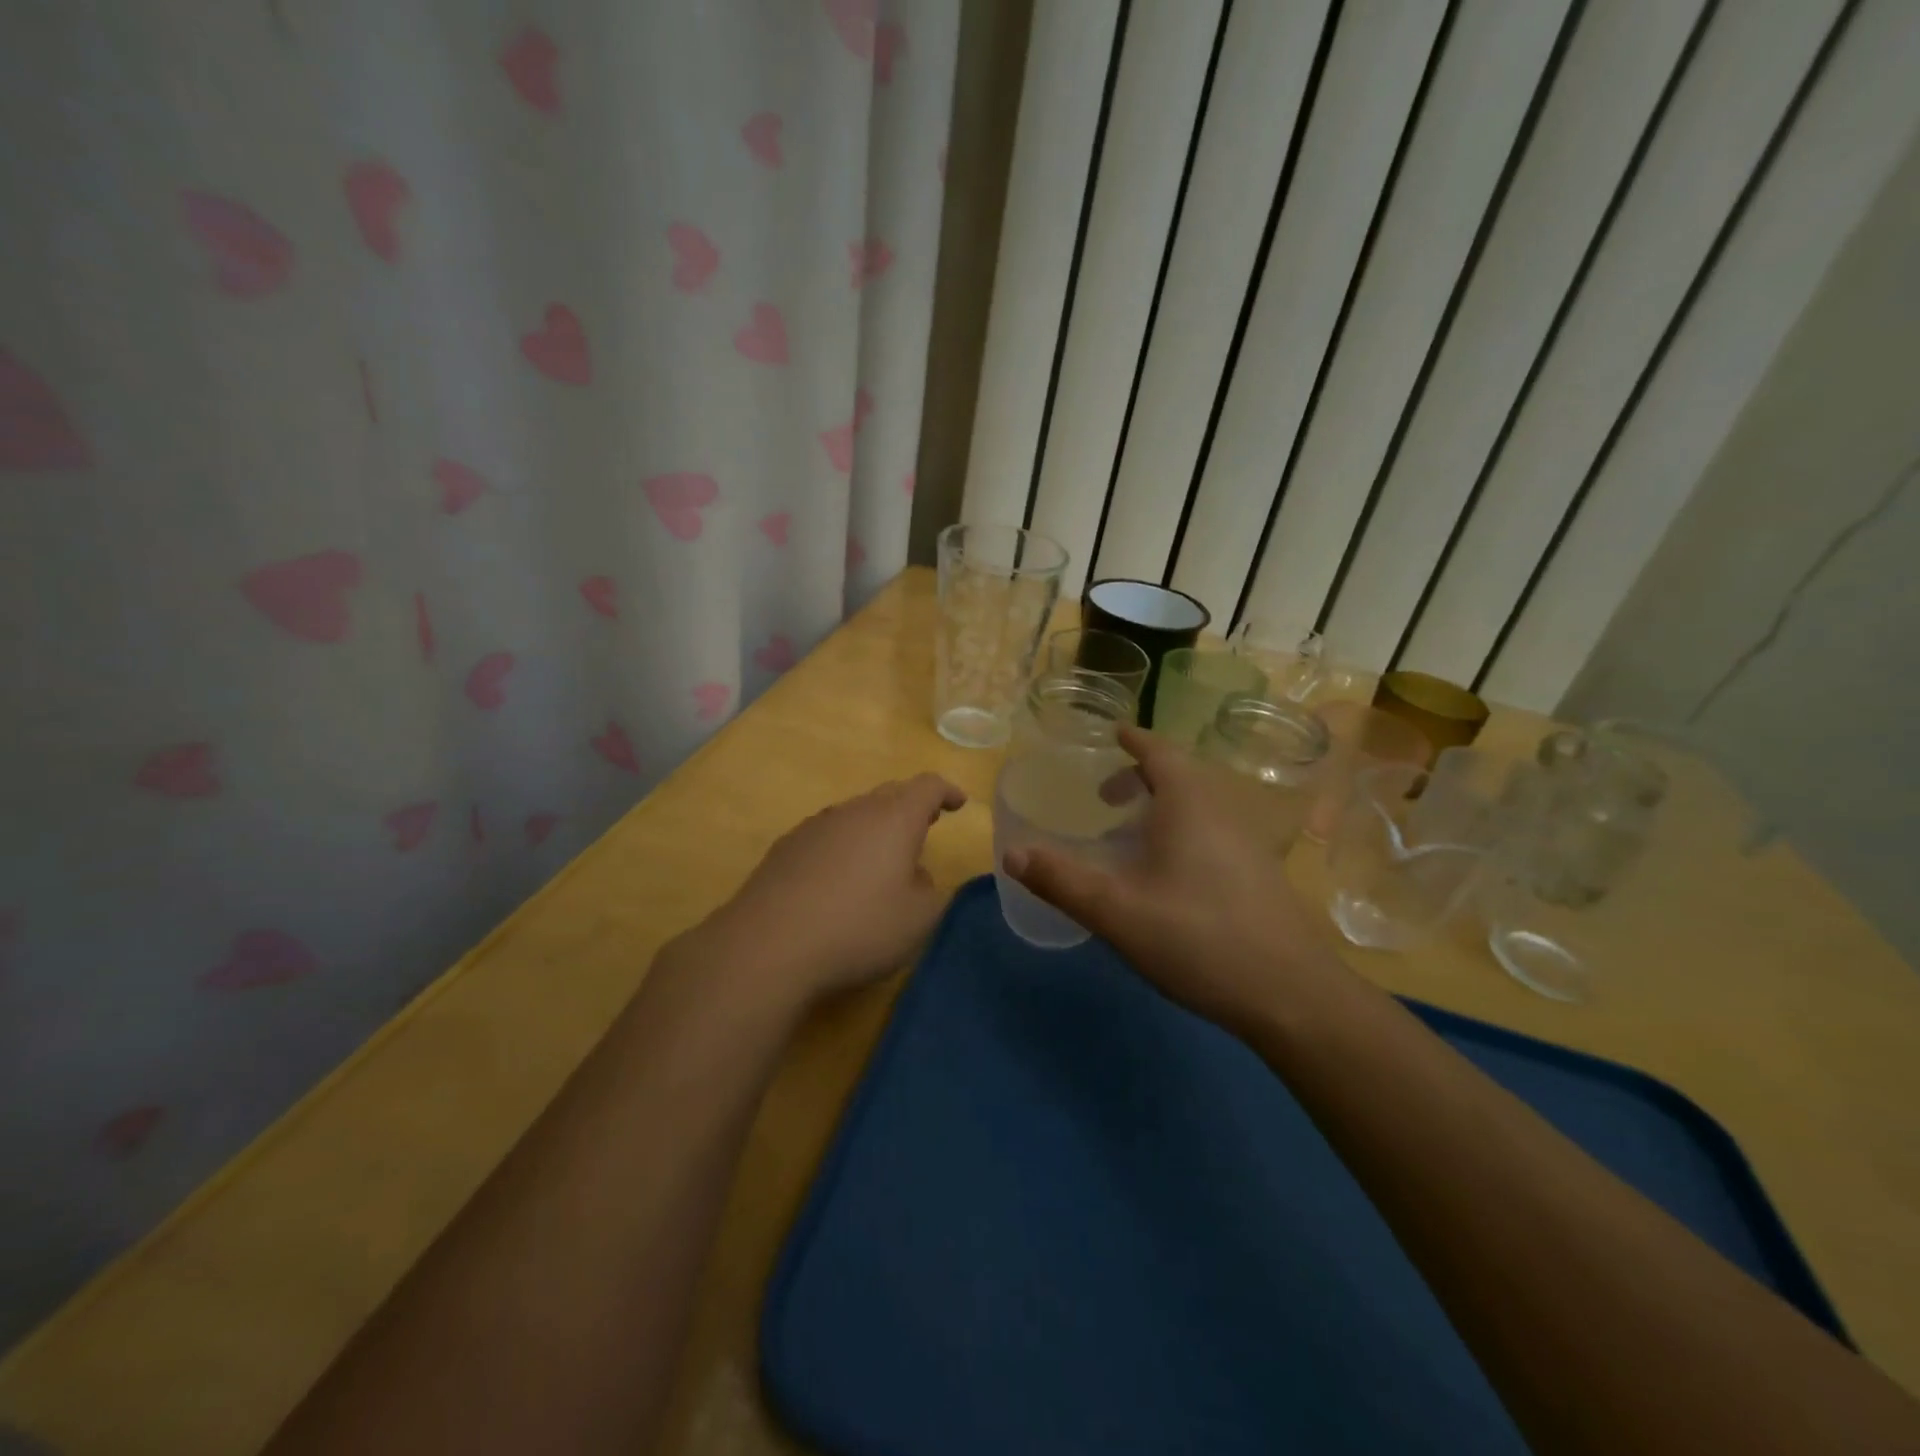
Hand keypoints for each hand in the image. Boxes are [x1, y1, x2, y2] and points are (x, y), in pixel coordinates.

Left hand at [696, 773, 967, 1010]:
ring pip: (855, 814)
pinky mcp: (785, 848)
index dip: (946, 791)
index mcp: (894, 818)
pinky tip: (839, 878)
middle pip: (889, 795)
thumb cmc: (859, 927)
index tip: (958, 803)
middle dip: (912, 806)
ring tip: (884, 856)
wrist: (769, 945)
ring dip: (876, 827)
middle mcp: (854, 811)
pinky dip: (844, 846)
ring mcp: (815, 826)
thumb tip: (916, 875)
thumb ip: (931, 891)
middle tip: (928, 823)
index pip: (927, 787)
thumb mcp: (918, 919)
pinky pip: (827, 835)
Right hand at [1004, 727, 1346, 1035]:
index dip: (1134, 739)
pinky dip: (1184, 828)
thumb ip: (1061, 880)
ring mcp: (1249, 840)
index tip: (1112, 733)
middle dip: (1142, 774)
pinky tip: (1170, 870)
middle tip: (1106, 795)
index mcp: (1189, 803)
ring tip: (1132, 830)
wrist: (1291, 995)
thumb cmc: (1198, 939)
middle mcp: (1223, 809)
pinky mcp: (1261, 871)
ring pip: (1201, 803)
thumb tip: (1012, 853)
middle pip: (1182, 773)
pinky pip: (1215, 828)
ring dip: (1164, 803)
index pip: (1159, 750)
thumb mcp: (1116, 911)